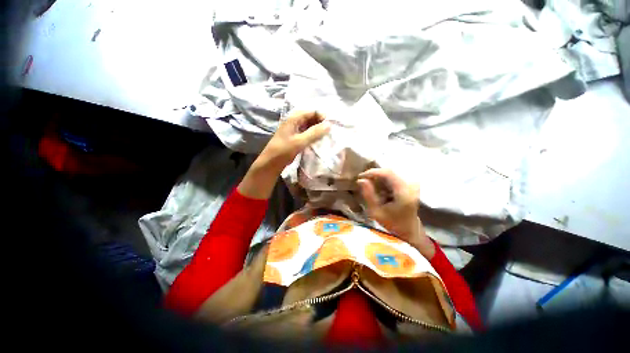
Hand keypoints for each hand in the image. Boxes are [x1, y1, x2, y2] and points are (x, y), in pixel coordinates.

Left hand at [257, 111, 330, 172]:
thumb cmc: (283, 151)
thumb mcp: (299, 141)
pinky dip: (313, 135)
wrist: (271, 163)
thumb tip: (329, 125)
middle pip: (310, 117)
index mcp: (293, 119)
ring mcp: (294, 130)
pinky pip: (306, 133)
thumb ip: (314, 133)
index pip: (311, 111)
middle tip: (330, 131)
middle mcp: (294, 122)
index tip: (331, 125)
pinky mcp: (295, 138)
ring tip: (326, 135)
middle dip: (320, 122)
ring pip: (309, 126)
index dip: (321, 116)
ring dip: (317, 129)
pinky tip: (319, 140)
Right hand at [357, 168, 435, 258]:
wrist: (409, 229)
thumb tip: (360, 180)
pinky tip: (379, 188)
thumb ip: (368, 195)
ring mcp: (412, 184)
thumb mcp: (376, 211)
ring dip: (379, 177)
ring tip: (370, 185)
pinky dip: (384, 180)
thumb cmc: (392, 223)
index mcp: (404, 192)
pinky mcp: (410, 184)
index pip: (387, 173)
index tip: (360, 176)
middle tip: (363, 180)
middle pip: (389, 171)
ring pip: (391, 173)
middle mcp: (411, 185)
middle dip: (374, 174)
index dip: (372, 172)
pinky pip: (394, 177)